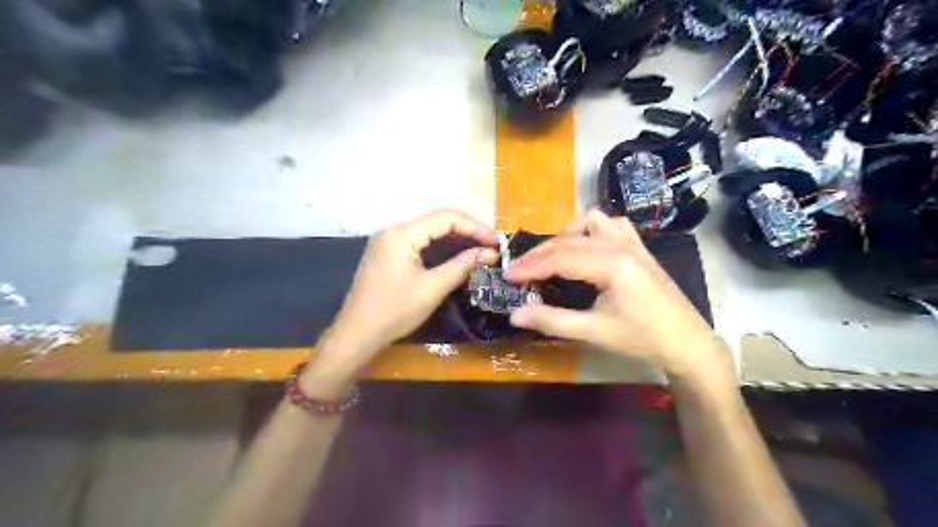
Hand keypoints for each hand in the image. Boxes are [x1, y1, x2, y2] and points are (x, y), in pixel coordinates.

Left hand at [306, 207, 496, 388]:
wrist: (357, 333)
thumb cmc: (395, 311)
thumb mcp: (433, 288)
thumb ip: (462, 265)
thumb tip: (489, 253)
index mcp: (402, 234)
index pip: (445, 218)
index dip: (474, 227)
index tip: (496, 241)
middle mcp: (393, 230)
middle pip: (437, 219)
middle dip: (467, 229)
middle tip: (491, 244)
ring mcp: (388, 240)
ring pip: (428, 229)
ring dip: (455, 236)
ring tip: (479, 247)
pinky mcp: (387, 252)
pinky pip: (419, 240)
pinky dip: (440, 244)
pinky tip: (456, 252)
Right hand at [506, 207, 732, 377]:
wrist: (686, 341)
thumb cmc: (641, 338)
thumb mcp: (594, 332)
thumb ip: (552, 321)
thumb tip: (514, 315)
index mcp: (612, 265)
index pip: (560, 258)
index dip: (530, 266)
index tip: (507, 276)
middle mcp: (621, 245)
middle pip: (569, 239)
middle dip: (540, 253)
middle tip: (520, 272)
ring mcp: (633, 242)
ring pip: (591, 221)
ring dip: (566, 235)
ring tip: (553, 257)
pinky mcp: (639, 246)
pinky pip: (611, 224)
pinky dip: (592, 230)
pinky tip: (586, 248)